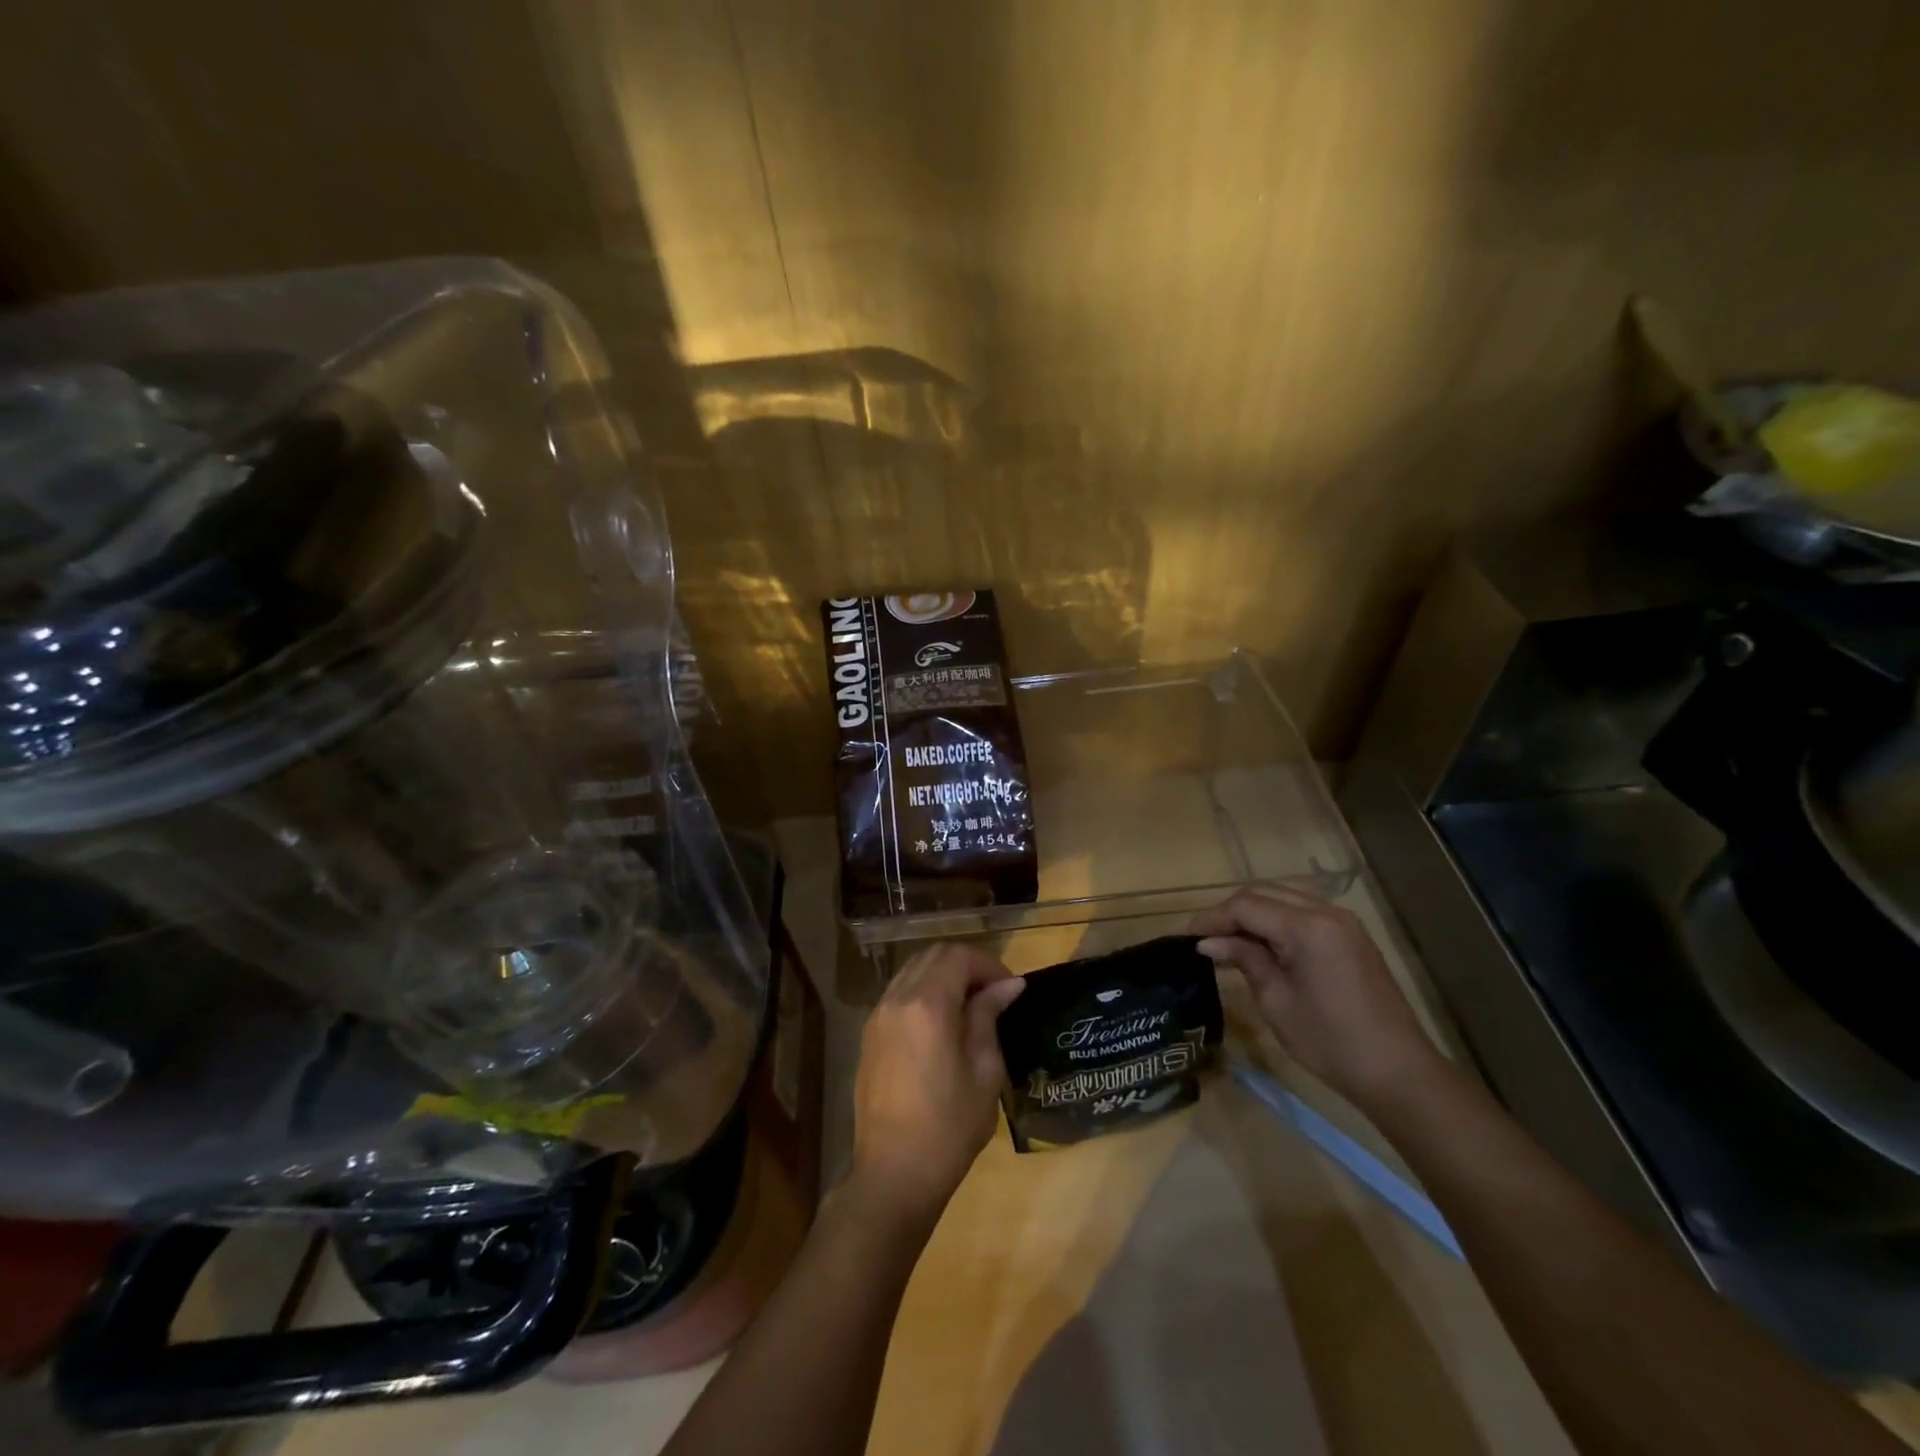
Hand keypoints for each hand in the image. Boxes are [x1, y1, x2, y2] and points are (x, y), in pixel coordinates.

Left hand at [847, 943, 1025, 1227]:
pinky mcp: (870, 1034)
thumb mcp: (983, 1071)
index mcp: (927, 1005)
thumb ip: (988, 1017)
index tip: (1010, 989)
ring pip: (913, 969)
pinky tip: (943, 1021)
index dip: (989, 964)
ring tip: (971, 1005)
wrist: (893, 1174)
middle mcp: (896, 999)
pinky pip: (899, 992)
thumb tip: (1007, 986)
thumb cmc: (948, 1126)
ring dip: (944, 975)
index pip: (958, 956)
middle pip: (934, 955)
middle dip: (967, 965)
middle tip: (994, 994)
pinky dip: (924, 990)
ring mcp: (877, 1015)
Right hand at [1191, 884, 1441, 1109]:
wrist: (1398, 1072)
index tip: (1187, 937)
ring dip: (1253, 913)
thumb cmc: (1330, 1042)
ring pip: (1283, 898)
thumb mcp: (1276, 1001)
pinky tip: (1261, 945)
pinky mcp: (1351, 935)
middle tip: (1205, 938)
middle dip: (1230, 911)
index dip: (1212, 918)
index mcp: (1306, 927)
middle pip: (1263, 893)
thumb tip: (1209, 942)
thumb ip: (1244, 960)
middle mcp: (1325, 912)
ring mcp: (1343, 921)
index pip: (1245, 906)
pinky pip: (1303, 912)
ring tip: (1228, 940)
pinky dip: (1276, 920)